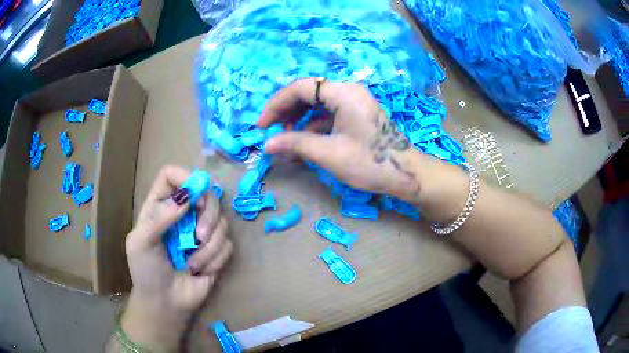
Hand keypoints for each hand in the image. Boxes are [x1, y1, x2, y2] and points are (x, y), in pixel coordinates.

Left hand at [121, 166, 231, 350]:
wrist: (165, 303)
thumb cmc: (146, 272)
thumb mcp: (141, 243)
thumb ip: (159, 217)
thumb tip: (187, 196)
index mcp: (159, 206)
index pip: (172, 175)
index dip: (185, 177)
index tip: (194, 195)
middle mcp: (183, 214)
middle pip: (206, 192)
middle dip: (208, 215)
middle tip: (199, 236)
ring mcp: (201, 231)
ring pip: (221, 221)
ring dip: (209, 247)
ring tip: (193, 264)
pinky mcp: (216, 250)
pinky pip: (227, 244)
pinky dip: (215, 260)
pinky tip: (200, 271)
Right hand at [258, 78, 443, 204]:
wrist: (407, 175)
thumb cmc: (371, 163)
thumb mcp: (329, 154)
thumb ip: (295, 144)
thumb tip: (267, 145)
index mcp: (343, 93)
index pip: (301, 88)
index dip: (277, 104)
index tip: (262, 126)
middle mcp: (349, 91)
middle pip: (308, 93)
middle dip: (287, 111)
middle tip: (272, 132)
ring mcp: (354, 102)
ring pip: (318, 104)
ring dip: (299, 119)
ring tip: (287, 140)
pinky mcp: (357, 115)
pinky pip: (329, 114)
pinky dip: (314, 126)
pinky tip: (305, 143)